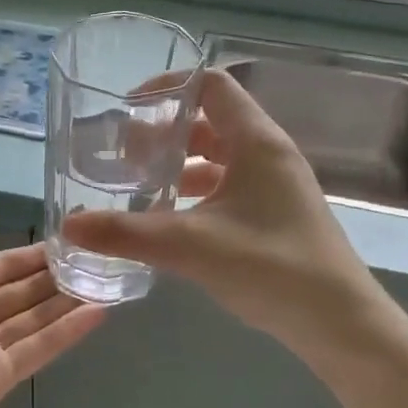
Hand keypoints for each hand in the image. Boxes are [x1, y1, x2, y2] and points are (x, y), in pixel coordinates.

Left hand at [0, 214, 104, 407]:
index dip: (26, 254)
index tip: (63, 237)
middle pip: (19, 292)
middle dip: (53, 275)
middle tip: (95, 255)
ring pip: (34, 319)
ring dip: (67, 299)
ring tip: (106, 277)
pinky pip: (37, 350)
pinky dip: (67, 332)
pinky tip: (98, 311)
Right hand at [64, 68, 381, 354]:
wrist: (339, 322)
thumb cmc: (272, 267)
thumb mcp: (192, 246)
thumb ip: (127, 234)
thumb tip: (69, 226)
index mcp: (256, 142)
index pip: (211, 86)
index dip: (169, 87)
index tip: (128, 107)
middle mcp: (267, 154)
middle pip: (210, 122)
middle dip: (164, 133)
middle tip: (123, 155)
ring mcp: (274, 186)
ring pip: (218, 158)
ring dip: (179, 166)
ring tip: (138, 185)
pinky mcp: (274, 215)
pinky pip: (227, 188)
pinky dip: (196, 194)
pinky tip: (170, 221)